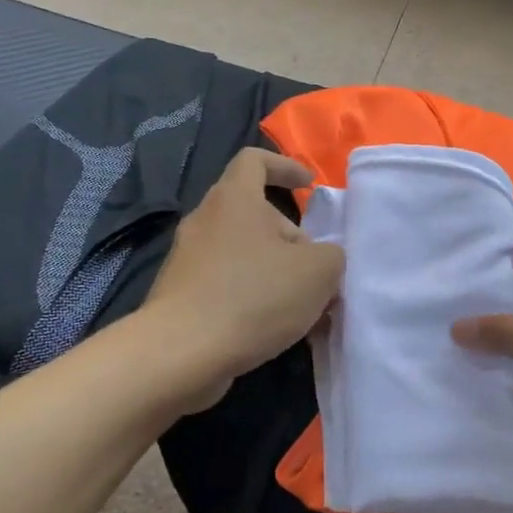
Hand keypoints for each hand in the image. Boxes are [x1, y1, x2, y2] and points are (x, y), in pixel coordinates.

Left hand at [141, 149, 343, 411]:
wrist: (182, 352)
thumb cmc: (254, 296)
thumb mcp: (318, 272)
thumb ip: (331, 255)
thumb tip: (322, 259)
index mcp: (234, 200)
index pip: (254, 160)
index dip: (285, 166)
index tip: (309, 184)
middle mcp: (205, 221)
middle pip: (253, 214)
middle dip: (290, 237)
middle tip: (317, 270)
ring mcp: (188, 259)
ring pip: (242, 253)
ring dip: (275, 272)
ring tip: (304, 307)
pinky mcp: (181, 295)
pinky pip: (226, 284)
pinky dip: (253, 297)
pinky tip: (274, 329)